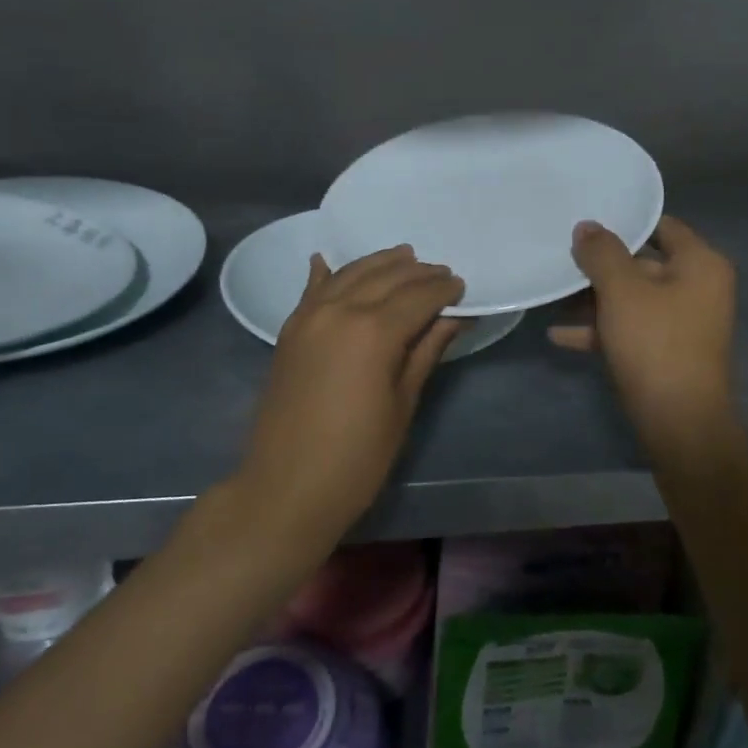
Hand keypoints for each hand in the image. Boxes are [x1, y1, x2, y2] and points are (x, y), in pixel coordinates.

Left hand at [238, 246, 463, 539]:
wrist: (285, 489)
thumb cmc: (358, 456)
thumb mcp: (403, 403)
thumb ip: (426, 351)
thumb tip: (454, 317)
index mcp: (374, 331)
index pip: (419, 295)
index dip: (444, 289)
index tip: (462, 287)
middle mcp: (340, 310)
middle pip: (387, 277)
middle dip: (418, 272)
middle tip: (442, 274)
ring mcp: (309, 316)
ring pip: (351, 273)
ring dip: (380, 263)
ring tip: (406, 258)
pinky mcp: (289, 330)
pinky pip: (312, 289)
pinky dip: (326, 272)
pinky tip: (327, 260)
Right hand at [551, 216, 739, 455]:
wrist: (680, 424)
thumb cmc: (655, 343)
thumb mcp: (622, 291)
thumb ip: (602, 253)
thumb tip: (586, 226)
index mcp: (700, 264)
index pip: (662, 226)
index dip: (625, 222)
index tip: (587, 220)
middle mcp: (698, 288)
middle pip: (643, 264)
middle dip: (600, 268)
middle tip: (561, 260)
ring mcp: (683, 323)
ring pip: (633, 299)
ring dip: (593, 301)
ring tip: (552, 298)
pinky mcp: (668, 352)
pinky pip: (632, 329)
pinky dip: (601, 330)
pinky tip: (559, 336)